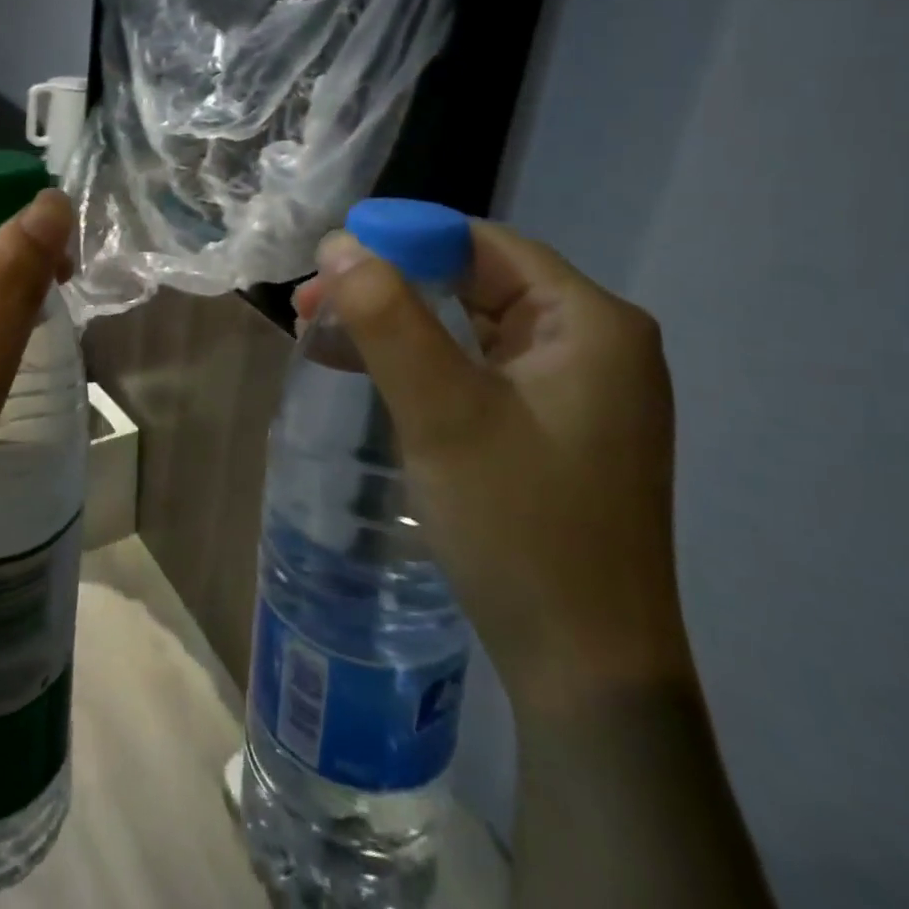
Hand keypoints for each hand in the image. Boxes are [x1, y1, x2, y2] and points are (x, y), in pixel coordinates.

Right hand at [298, 221, 691, 715]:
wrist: (584, 668)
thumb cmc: (519, 524)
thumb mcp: (442, 411)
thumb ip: (388, 318)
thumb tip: (338, 243)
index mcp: (590, 323)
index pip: (482, 245)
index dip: (401, 239)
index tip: (329, 260)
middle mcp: (595, 343)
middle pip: (475, 280)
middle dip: (389, 283)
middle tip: (314, 301)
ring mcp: (577, 388)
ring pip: (471, 323)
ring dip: (397, 321)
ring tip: (323, 330)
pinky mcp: (554, 424)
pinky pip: (477, 366)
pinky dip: (421, 359)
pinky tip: (370, 369)